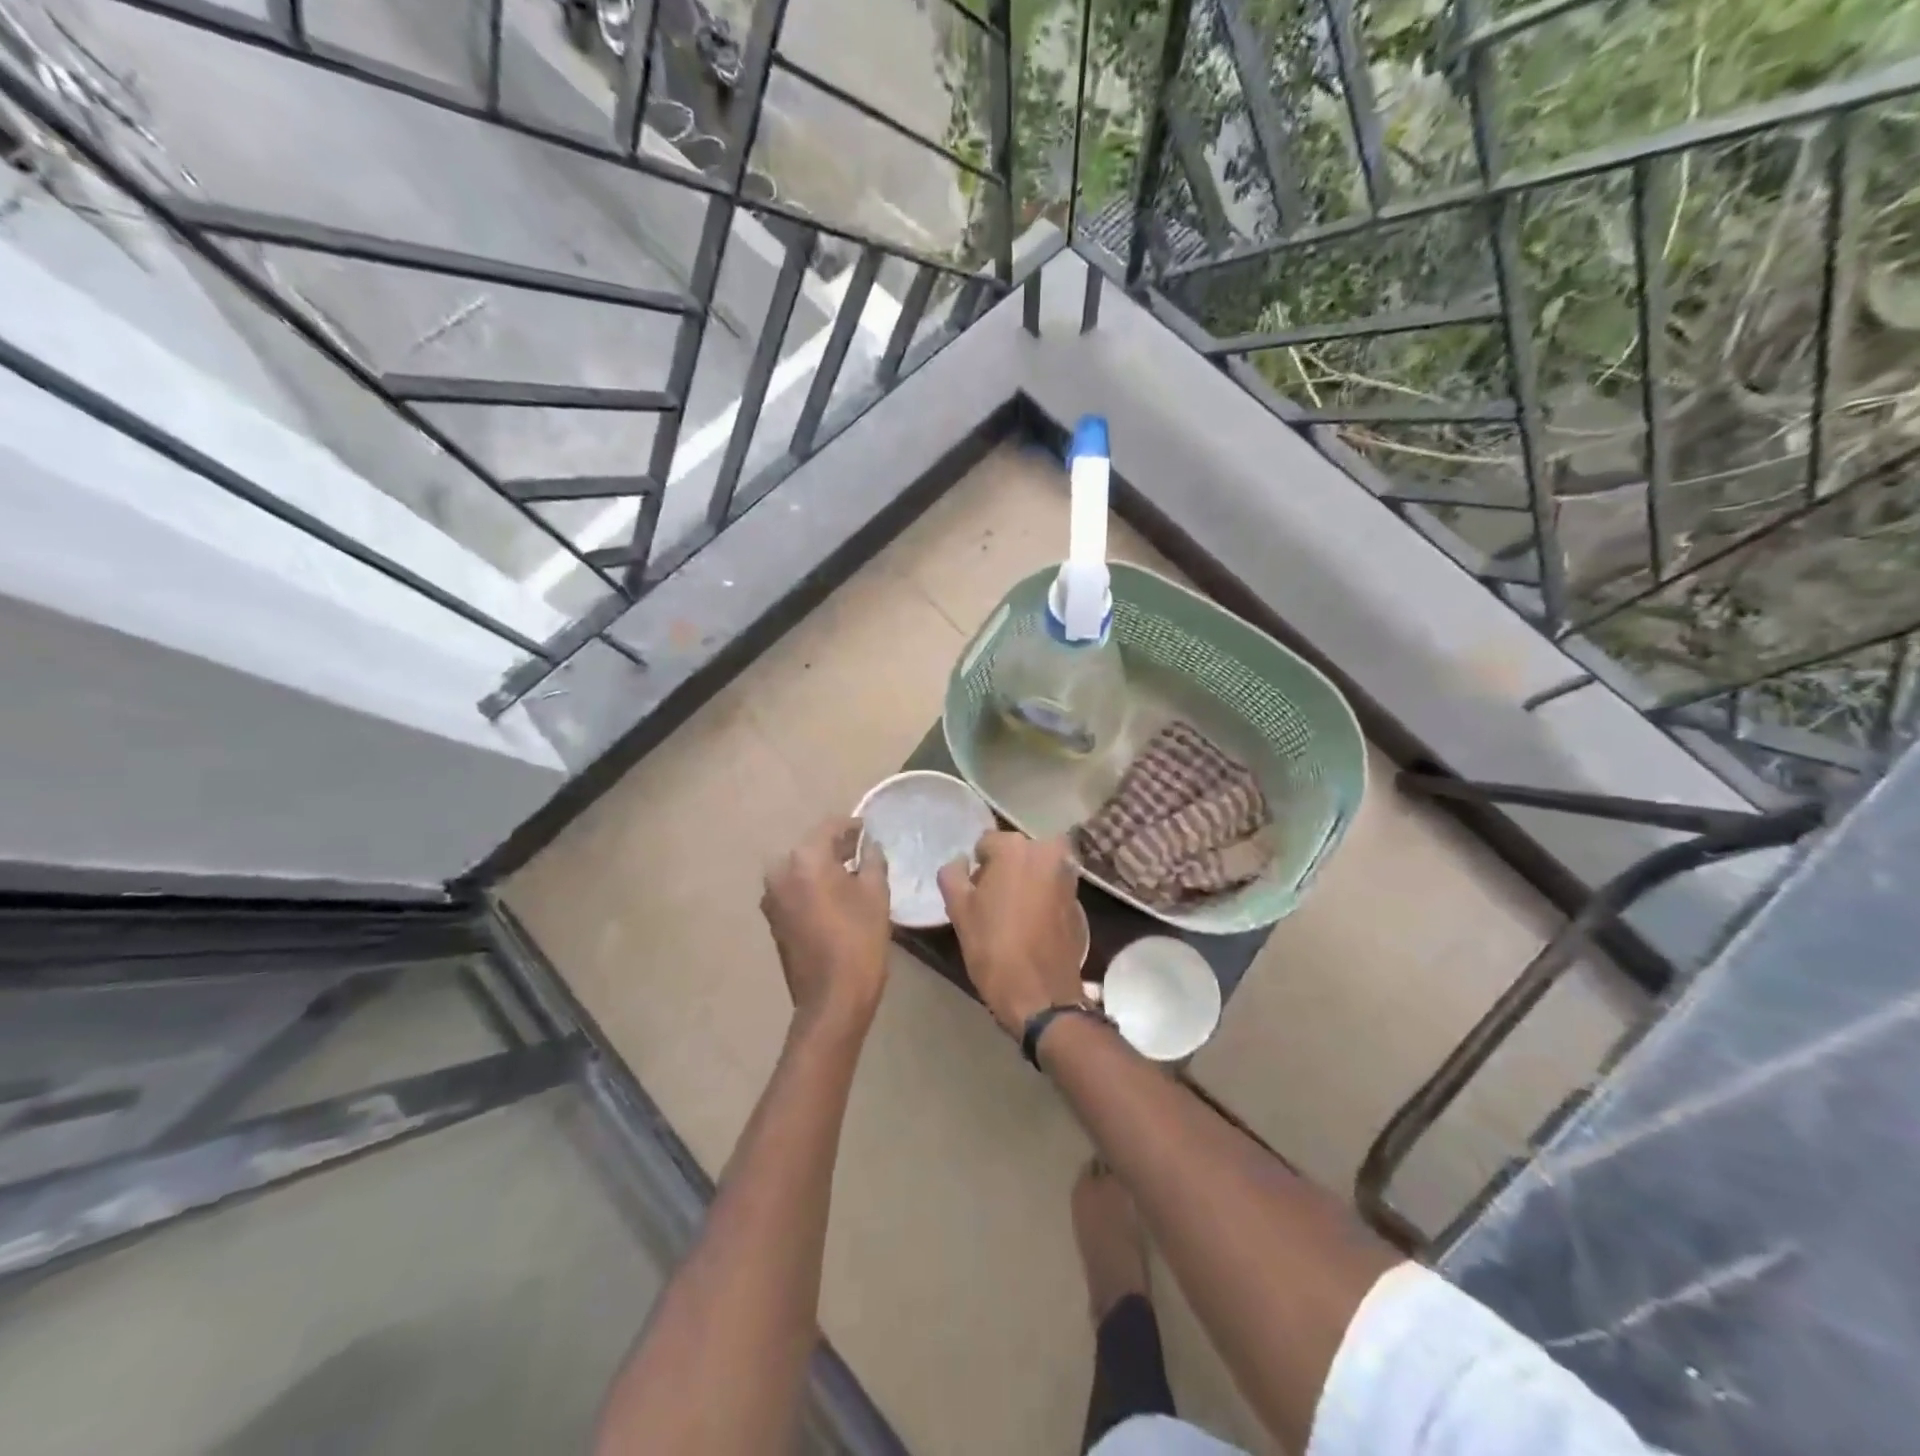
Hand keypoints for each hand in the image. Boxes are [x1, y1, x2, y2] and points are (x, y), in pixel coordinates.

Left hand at [761, 818, 891, 1037]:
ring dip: (824, 868)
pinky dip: (812, 887)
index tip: (870, 831)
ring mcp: (772, 897)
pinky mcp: (773, 919)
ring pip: (801, 869)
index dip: (853, 826)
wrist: (831, 1000)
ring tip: (852, 876)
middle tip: (864, 853)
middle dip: (837, 847)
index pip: (830, 826)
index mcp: (805, 859)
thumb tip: (870, 846)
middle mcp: (780, 872)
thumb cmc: (859, 941)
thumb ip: (873, 860)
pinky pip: (795, 890)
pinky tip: (835, 898)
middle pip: (812, 847)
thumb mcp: (876, 894)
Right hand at [938, 832, 1084, 1034]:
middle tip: (992, 903)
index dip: (976, 869)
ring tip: (1011, 915)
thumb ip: (953, 875)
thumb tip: (961, 862)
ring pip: (1036, 869)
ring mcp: (1067, 875)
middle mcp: (1047, 852)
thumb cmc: (993, 947)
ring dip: (1024, 882)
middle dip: (1004, 870)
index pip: (986, 844)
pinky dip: (1041, 897)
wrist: (1040, 993)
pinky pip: (1052, 887)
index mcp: (1015, 848)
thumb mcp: (959, 910)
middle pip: (1016, 853)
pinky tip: (1031, 925)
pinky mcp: (1079, 900)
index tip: (974, 894)